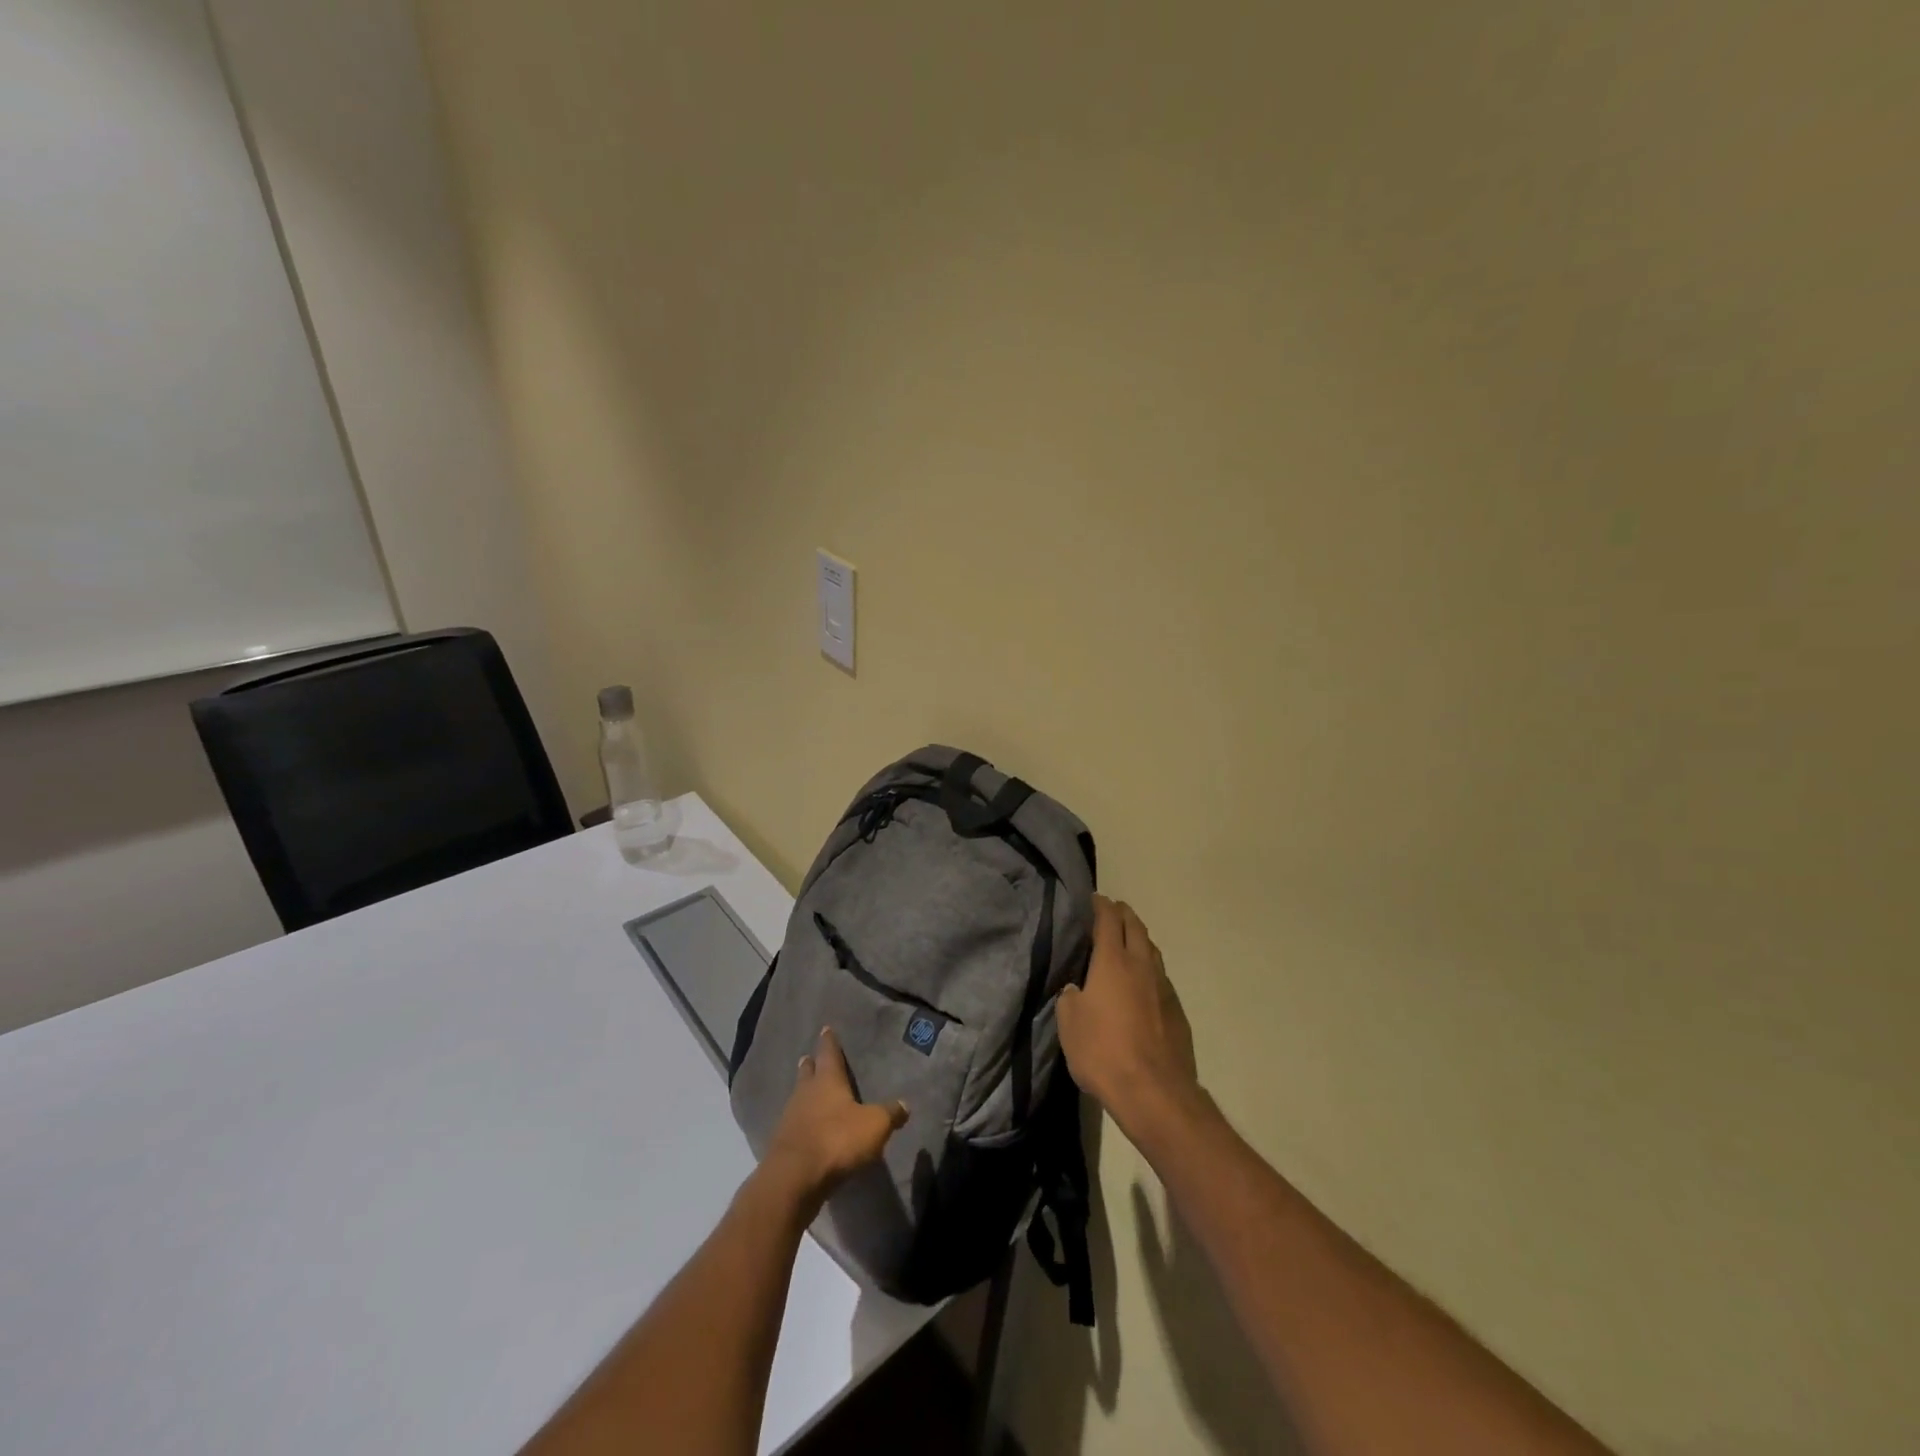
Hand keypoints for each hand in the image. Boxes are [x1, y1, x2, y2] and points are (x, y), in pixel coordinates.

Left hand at [762, 1027, 908, 1206]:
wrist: (795, 1178)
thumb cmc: (837, 1140)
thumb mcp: (874, 1125)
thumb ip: (890, 1114)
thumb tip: (905, 1104)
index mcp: (827, 1081)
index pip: (828, 1054)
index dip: (829, 1042)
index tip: (825, 1029)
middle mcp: (806, 1093)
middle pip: (807, 1073)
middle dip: (810, 1065)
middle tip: (808, 1057)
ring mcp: (790, 1118)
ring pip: (798, 1097)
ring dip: (803, 1093)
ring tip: (807, 1090)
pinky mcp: (782, 1144)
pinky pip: (794, 1124)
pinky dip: (800, 1121)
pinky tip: (805, 1127)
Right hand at [1058, 896, 1201, 1146]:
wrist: (1155, 1092)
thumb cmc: (1103, 1053)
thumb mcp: (1069, 1024)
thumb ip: (1071, 998)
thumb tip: (1077, 989)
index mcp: (1113, 962)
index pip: (1108, 920)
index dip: (1101, 905)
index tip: (1094, 898)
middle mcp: (1142, 966)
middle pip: (1136, 928)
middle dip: (1124, 914)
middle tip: (1113, 910)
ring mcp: (1164, 988)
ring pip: (1152, 951)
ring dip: (1140, 939)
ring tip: (1129, 940)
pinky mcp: (1177, 1011)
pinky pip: (1161, 977)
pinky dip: (1150, 968)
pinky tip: (1143, 982)